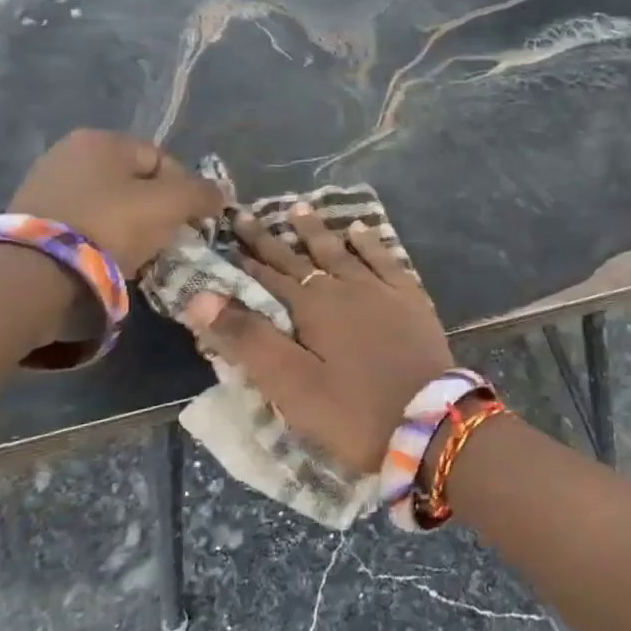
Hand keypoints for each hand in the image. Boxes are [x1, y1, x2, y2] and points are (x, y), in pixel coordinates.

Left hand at [8, 130, 223, 275]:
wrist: (37, 272)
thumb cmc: (111, 225)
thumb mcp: (171, 205)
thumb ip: (202, 193)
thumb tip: (218, 194)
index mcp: (102, 139)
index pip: (163, 160)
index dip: (185, 191)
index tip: (190, 222)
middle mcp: (69, 152)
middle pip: (135, 183)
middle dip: (156, 210)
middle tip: (166, 240)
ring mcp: (45, 185)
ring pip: (110, 205)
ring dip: (129, 227)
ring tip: (138, 255)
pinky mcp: (31, 218)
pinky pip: (84, 224)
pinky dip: (101, 239)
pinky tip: (107, 260)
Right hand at [191, 205, 454, 473]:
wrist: (429, 422)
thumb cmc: (353, 411)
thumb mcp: (291, 384)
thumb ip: (248, 339)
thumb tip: (201, 296)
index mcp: (313, 308)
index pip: (268, 276)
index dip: (244, 258)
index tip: (223, 234)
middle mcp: (345, 287)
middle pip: (301, 258)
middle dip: (271, 238)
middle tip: (247, 213)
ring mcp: (382, 291)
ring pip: (342, 252)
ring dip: (318, 232)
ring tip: (300, 208)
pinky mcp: (412, 300)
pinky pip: (386, 260)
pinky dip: (371, 244)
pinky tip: (362, 231)